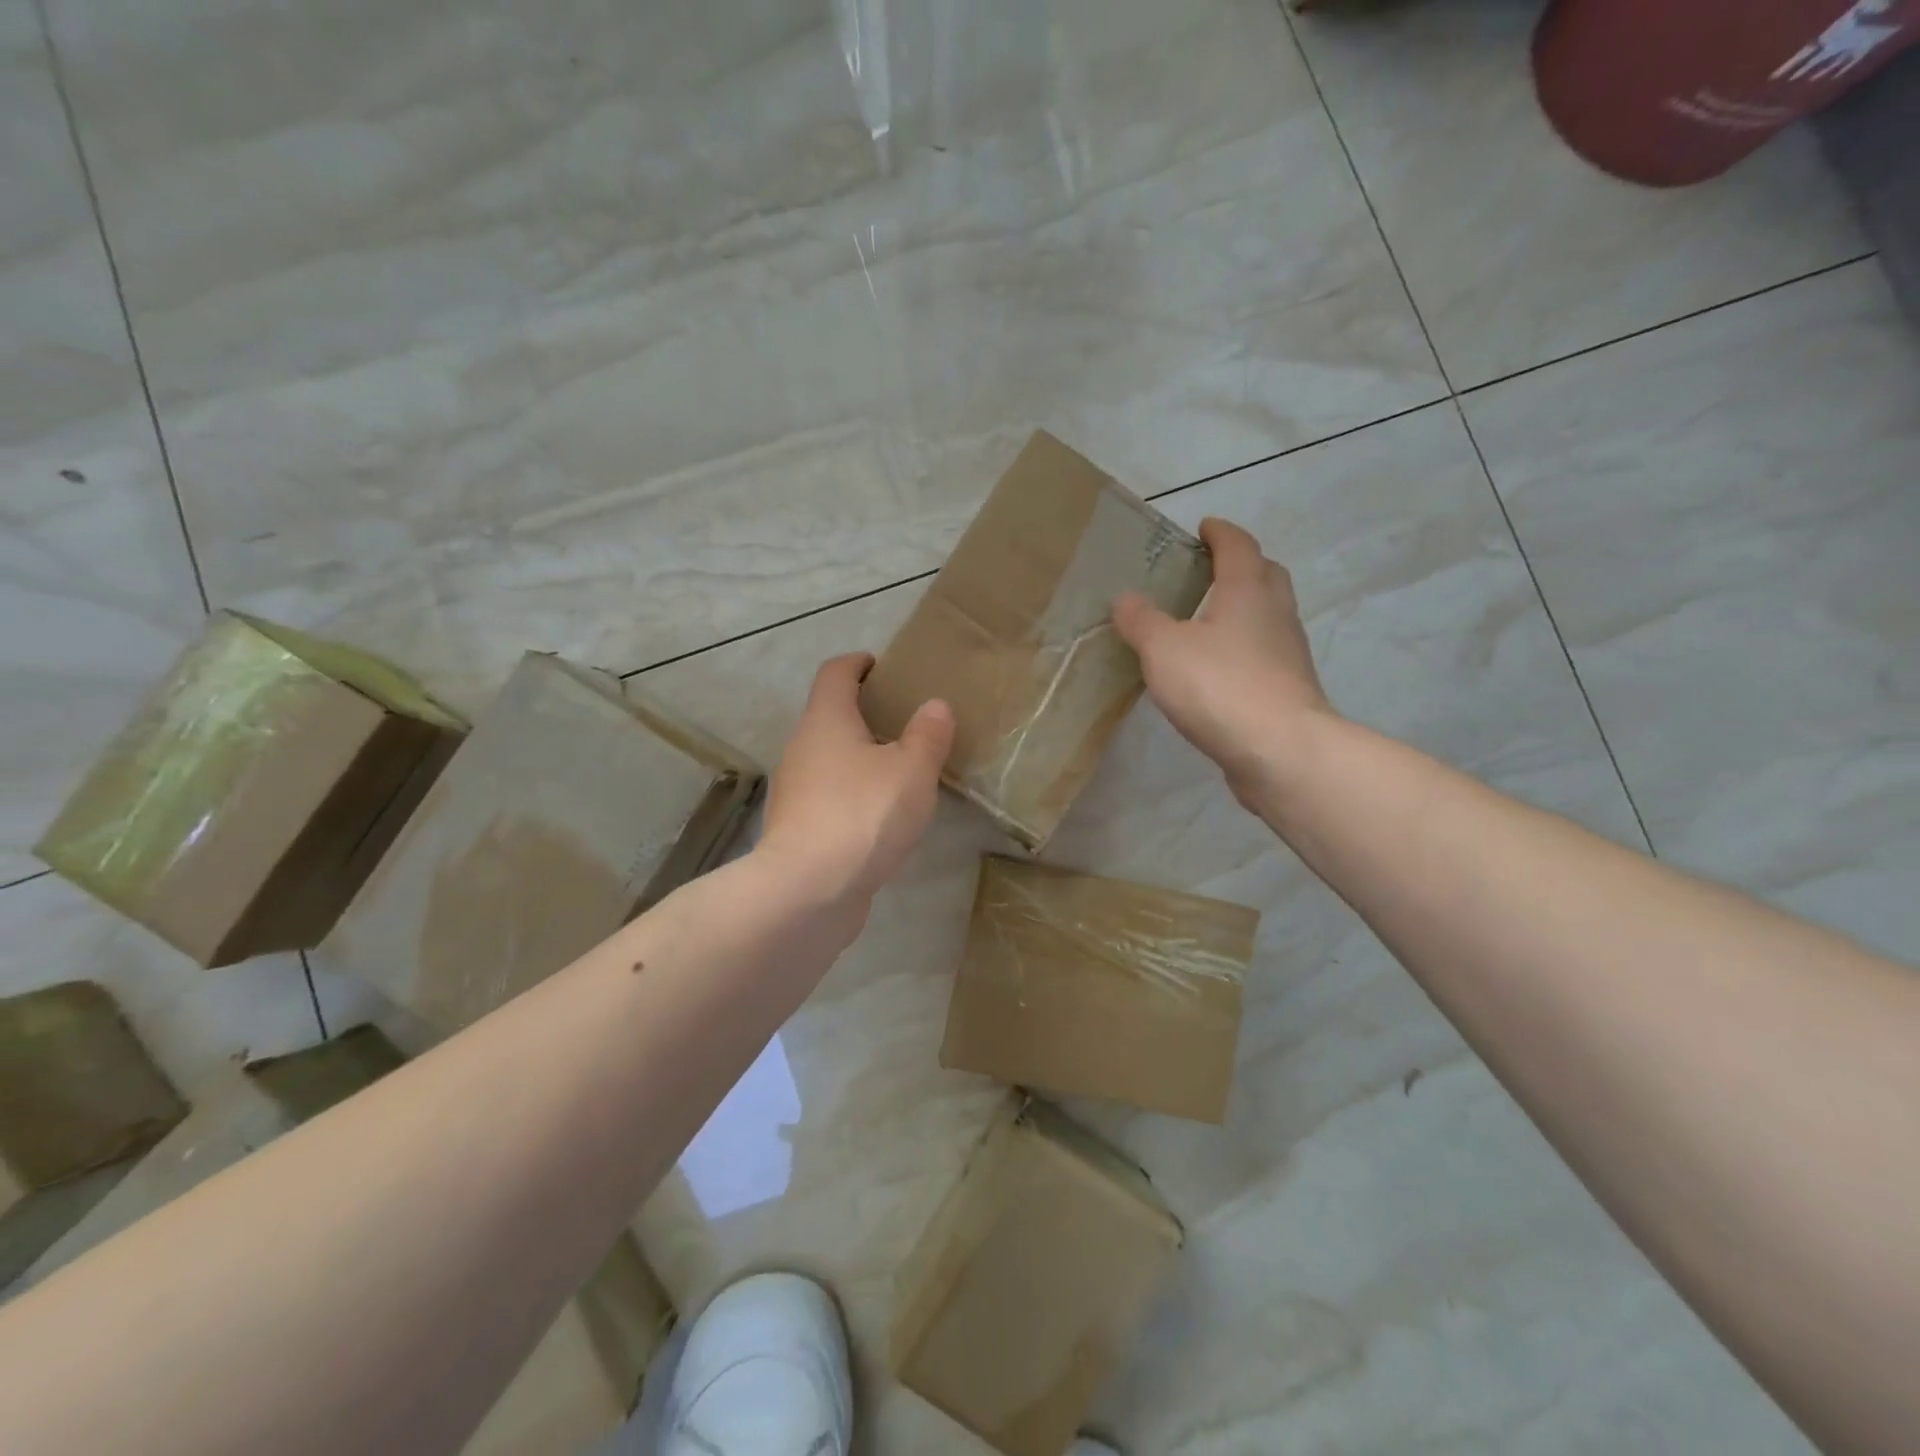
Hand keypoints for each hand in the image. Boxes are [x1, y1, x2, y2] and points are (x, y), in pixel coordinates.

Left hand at [756, 653, 953, 913]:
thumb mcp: (911, 770)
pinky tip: (882, 814)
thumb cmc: (863, 814)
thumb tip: (935, 705)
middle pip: (831, 714)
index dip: (860, 663)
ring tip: (902, 769)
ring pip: (830, 758)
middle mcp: (802, 747)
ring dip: (860, 756)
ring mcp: (795, 790)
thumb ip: (927, 736)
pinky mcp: (797, 828)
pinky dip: (853, 792)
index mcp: (826, 720)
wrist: (808, 891)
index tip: (885, 667)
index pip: (836, 672)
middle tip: (907, 722)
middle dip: (866, 713)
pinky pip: (829, 795)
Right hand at [1113, 517, 1333, 808]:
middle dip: (1241, 565)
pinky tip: (1219, 668)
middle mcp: (1275, 613)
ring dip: (1244, 608)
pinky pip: (1265, 652)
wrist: (1279, 750)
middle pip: (1265, 575)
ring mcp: (1288, 652)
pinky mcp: (1288, 688)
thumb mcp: (1164, 649)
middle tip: (1209, 571)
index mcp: (1247, 590)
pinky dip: (1244, 647)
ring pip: (1268, 615)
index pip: (1238, 546)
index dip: (1220, 533)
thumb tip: (1125, 598)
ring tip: (1207, 621)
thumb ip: (1142, 621)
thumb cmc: (1220, 685)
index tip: (1204, 527)